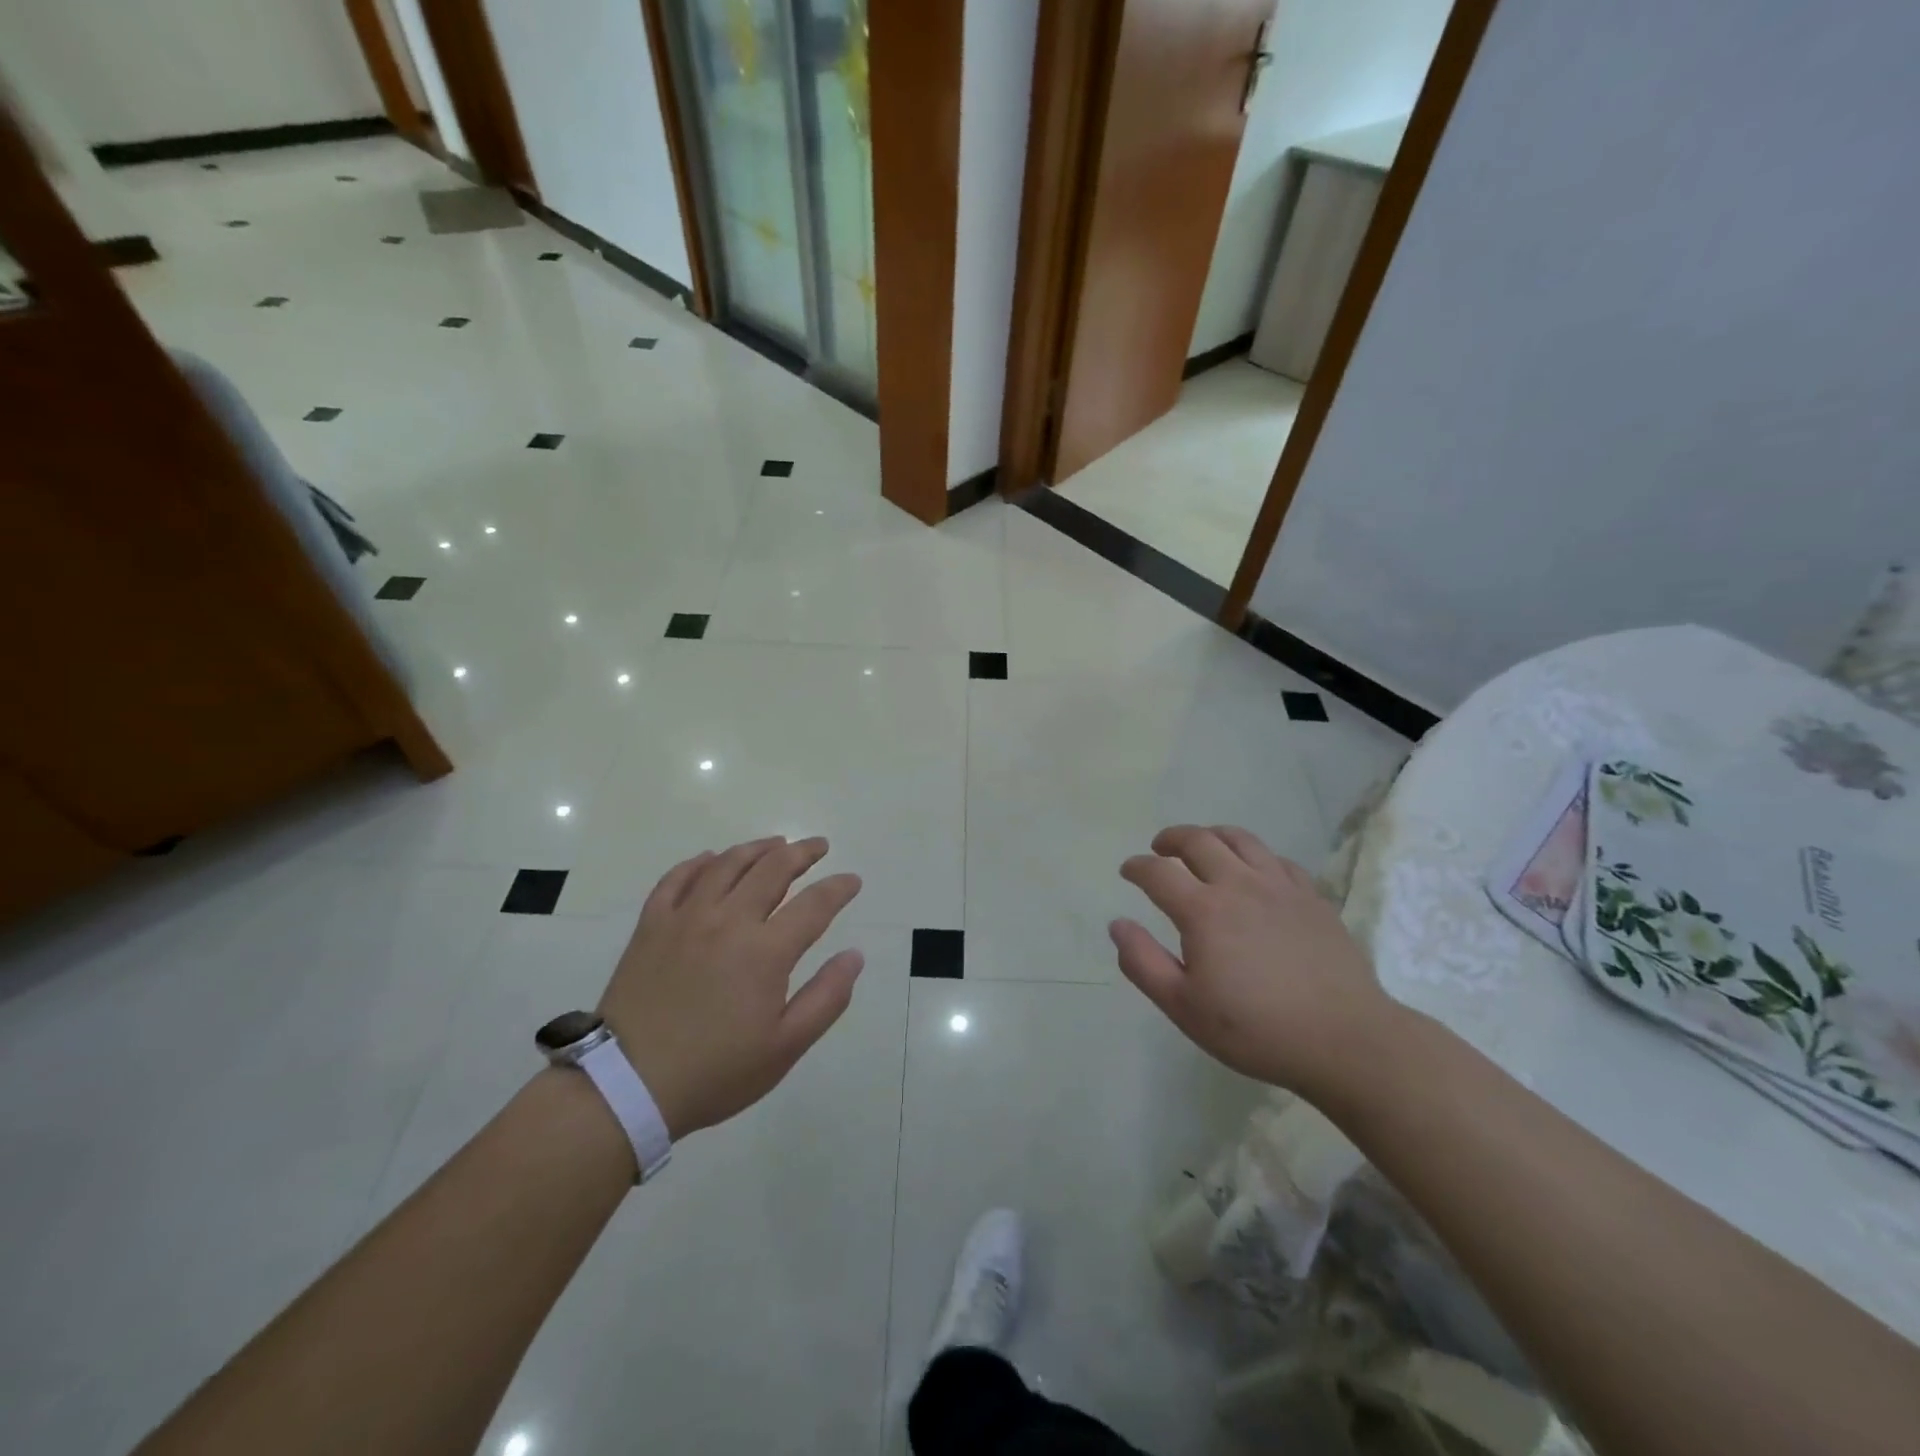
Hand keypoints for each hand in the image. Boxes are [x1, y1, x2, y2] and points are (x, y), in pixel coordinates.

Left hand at [600, 836, 863, 1138]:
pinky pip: (677, 878)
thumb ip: (827, 998)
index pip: (814, 904)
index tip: (853, 881)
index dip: (838, 888)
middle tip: (818, 846)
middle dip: (802, 853)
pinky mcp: (651, 925)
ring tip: (775, 844)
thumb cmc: (715, 1071)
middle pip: (772, 869)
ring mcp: (686, 918)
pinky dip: (699, 863)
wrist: (626, 1086)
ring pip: (727, 864)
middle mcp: (728, 921)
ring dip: (757, 848)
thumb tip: (854, 955)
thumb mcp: (785, 1047)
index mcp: (766, 951)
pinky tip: (711, 859)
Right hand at [1111, 824, 1396, 1100]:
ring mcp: (1280, 886)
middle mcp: (1239, 885)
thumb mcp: (1184, 1007)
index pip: (1158, 873)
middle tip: (1159, 849)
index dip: (1137, 867)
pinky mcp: (1312, 896)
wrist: (1345, 1040)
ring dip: (1212, 835)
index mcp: (1203, 911)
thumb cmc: (1256, 1029)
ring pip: (1240, 839)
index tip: (1128, 870)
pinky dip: (1254, 855)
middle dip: (1171, 839)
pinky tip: (1253, 871)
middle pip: (1198, 841)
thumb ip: (1143, 963)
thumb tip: (1118, 924)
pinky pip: (1277, 859)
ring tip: (1202, 846)